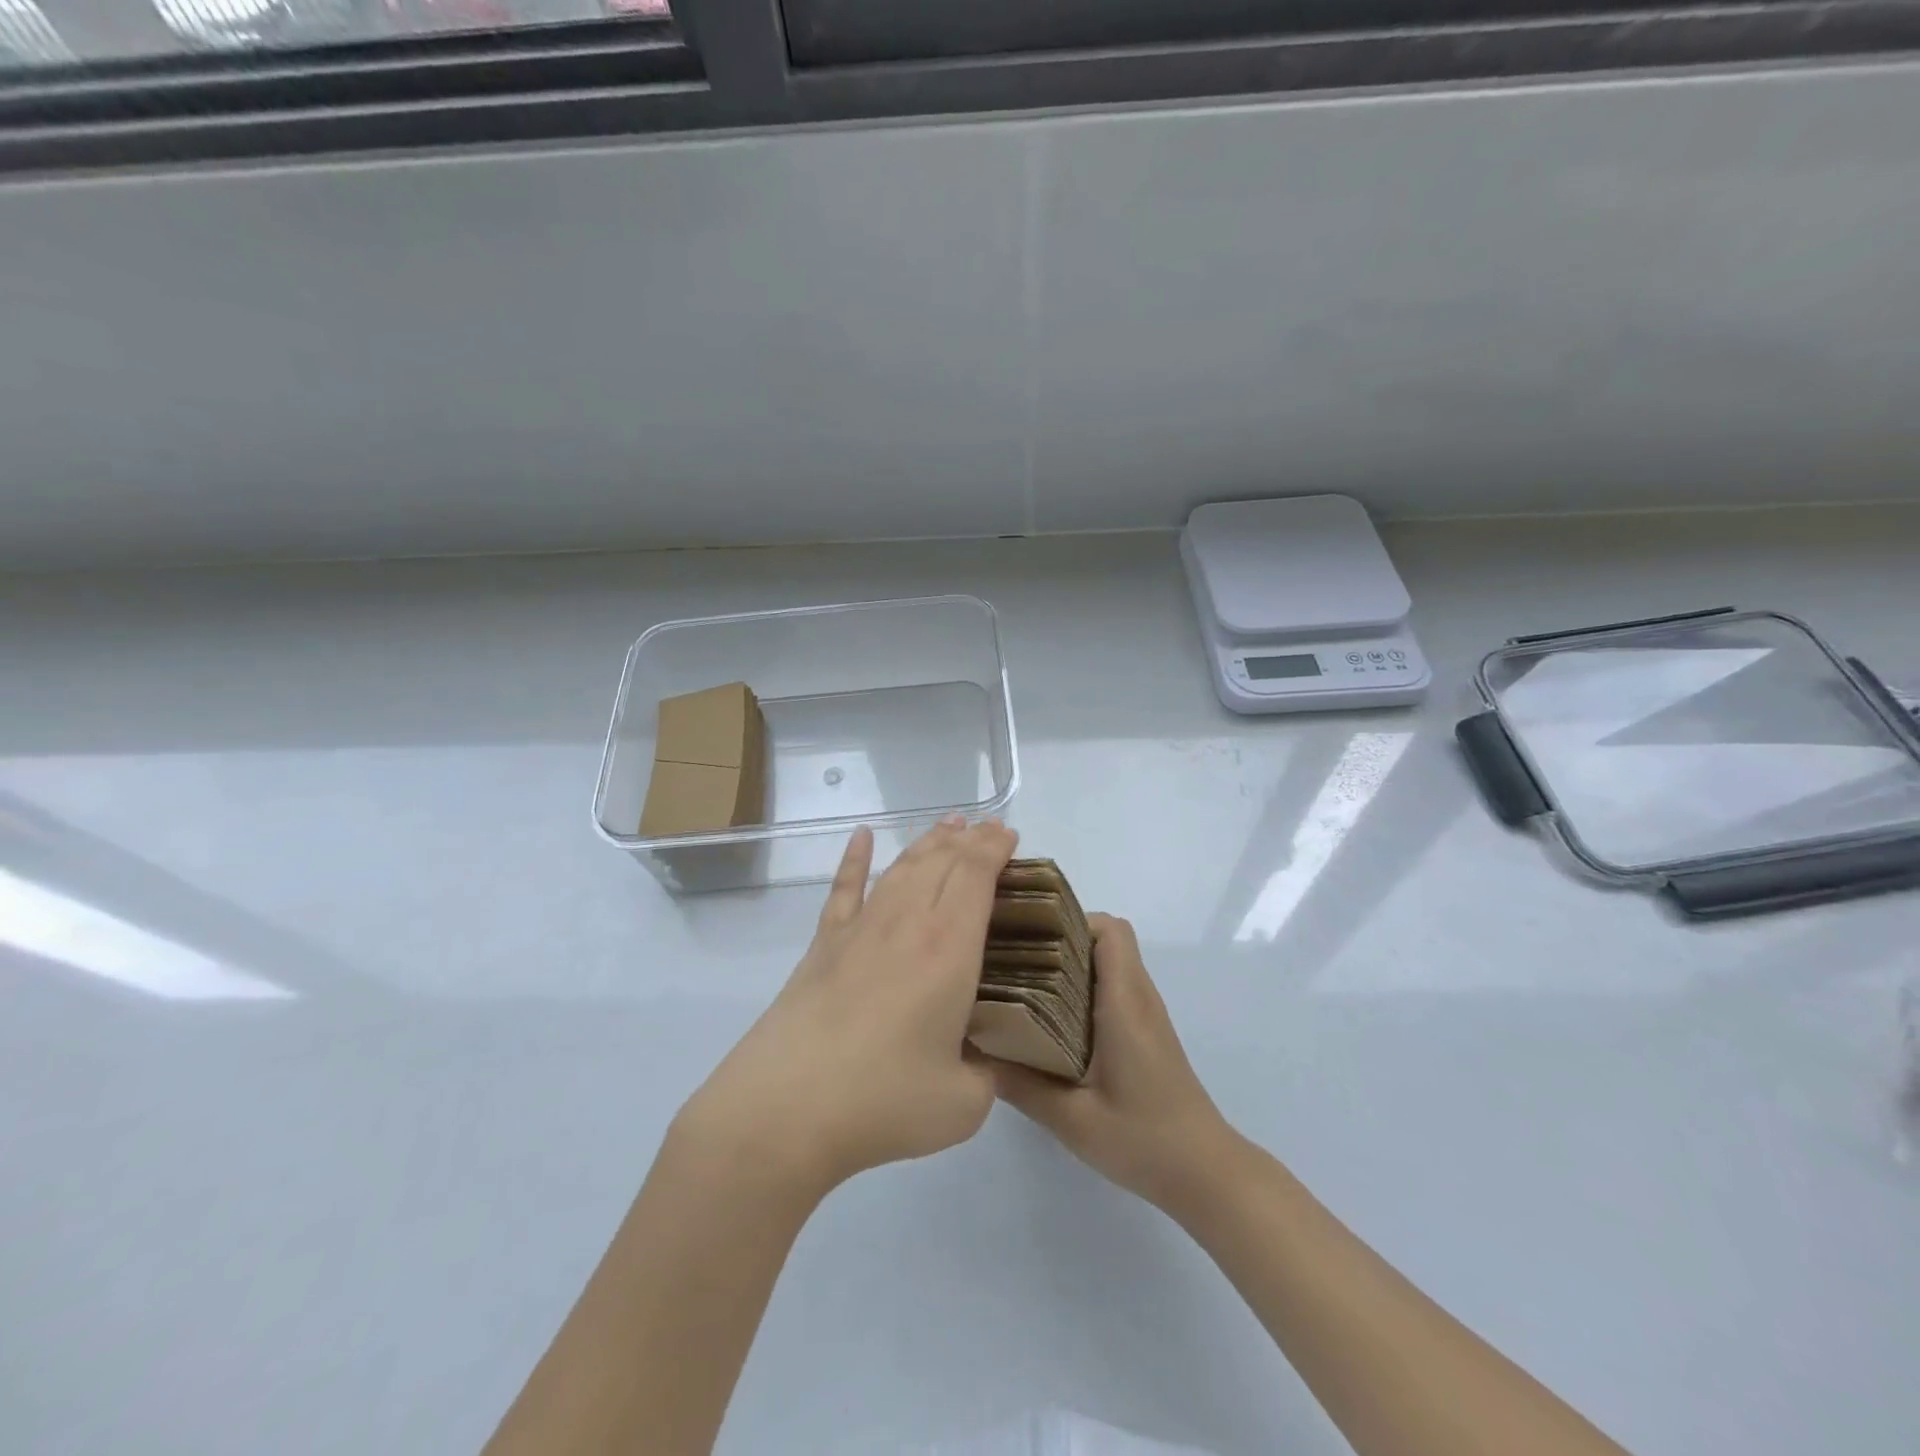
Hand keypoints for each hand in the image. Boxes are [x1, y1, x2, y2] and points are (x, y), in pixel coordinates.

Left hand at [677, 816, 1018, 1197]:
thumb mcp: (963, 1104)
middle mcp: (906, 923)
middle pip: (941, 861)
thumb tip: (983, 1064)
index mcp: (948, 948)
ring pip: (901, 867)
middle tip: (989, 829)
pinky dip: (854, 859)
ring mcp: (860, 928)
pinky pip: (844, 889)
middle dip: (970, 839)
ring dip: (928, 841)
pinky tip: (861, 837)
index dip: (995, 848)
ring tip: (948, 825)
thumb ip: (985, 1076)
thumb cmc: (883, 1101)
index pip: (976, 875)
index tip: (1010, 836)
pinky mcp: (824, 945)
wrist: (786, 1107)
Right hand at [993, 914, 1234, 1213]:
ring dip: (1070, 962)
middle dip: (1059, 937)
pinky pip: (1113, 986)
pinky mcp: (1145, 1032)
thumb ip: (1022, 1086)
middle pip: (1105, 938)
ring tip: (1023, 983)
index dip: (1070, 920)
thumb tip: (974, 1054)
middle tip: (1013, 957)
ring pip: (1109, 961)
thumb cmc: (1144, 1139)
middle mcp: (1139, 996)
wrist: (1205, 1172)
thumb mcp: (1073, 1119)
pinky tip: (1050, 1020)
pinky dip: (1082, 986)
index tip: (1028, 934)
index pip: (1109, 930)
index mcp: (1125, 1002)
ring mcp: (1146, 1014)